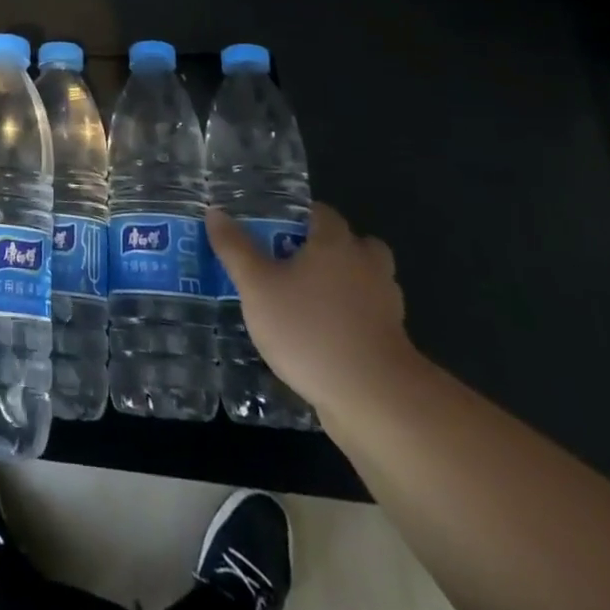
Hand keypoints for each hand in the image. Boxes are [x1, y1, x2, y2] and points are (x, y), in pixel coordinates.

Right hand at [206, 201, 416, 414]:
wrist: (373, 397)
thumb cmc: (308, 328)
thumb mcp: (257, 286)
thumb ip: (235, 248)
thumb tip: (215, 211)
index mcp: (335, 243)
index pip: (322, 213)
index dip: (300, 216)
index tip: (276, 227)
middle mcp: (367, 266)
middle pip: (355, 244)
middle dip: (331, 249)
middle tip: (297, 262)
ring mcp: (387, 305)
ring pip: (367, 281)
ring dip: (346, 285)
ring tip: (310, 301)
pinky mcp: (393, 343)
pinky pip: (370, 318)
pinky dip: (353, 320)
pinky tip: (326, 337)